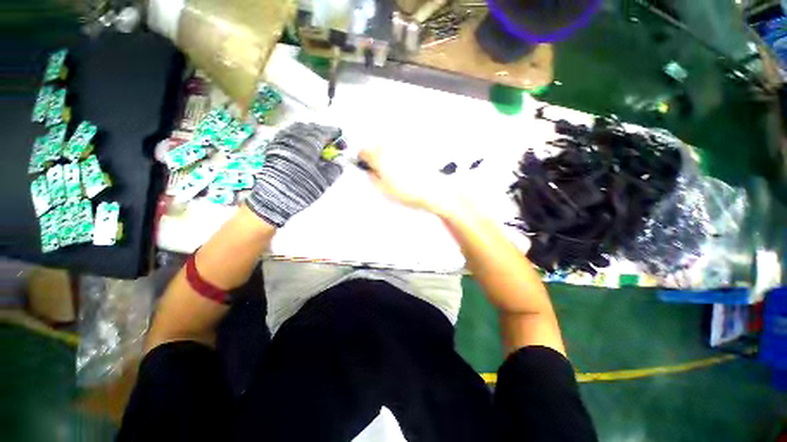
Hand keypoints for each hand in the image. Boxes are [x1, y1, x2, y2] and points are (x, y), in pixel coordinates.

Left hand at [246, 123, 341, 226]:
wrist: (275, 197)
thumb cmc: (301, 188)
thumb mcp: (326, 180)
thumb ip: (336, 167)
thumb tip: (338, 161)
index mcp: (310, 142)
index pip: (328, 132)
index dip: (338, 137)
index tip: (343, 145)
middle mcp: (295, 136)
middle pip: (314, 128)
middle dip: (325, 134)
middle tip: (333, 146)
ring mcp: (283, 139)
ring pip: (301, 129)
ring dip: (312, 135)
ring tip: (319, 146)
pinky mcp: (274, 145)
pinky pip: (290, 134)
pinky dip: (300, 138)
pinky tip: (304, 148)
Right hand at [359, 147, 465, 217]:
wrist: (431, 189)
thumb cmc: (406, 190)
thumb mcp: (383, 189)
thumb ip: (372, 177)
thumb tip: (369, 171)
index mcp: (379, 156)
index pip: (363, 151)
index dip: (363, 159)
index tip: (366, 166)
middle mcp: (390, 146)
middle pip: (376, 147)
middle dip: (375, 156)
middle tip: (381, 171)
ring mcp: (402, 145)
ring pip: (388, 146)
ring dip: (387, 155)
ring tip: (396, 170)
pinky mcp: (414, 147)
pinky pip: (400, 148)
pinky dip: (399, 154)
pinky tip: (406, 166)